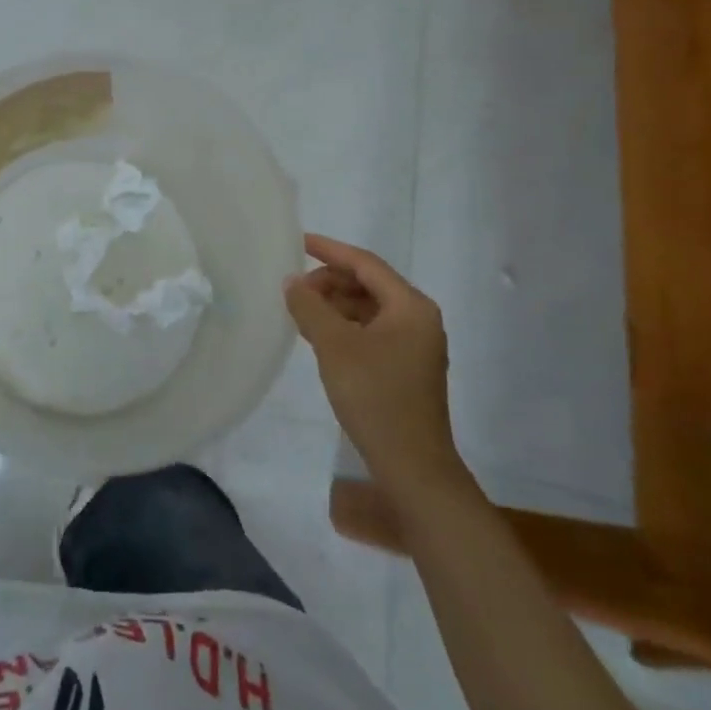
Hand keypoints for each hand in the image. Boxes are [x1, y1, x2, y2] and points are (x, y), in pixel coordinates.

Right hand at [286, 233, 470, 508]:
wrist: (413, 467)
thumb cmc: (376, 396)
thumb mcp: (334, 345)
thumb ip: (310, 306)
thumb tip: (292, 282)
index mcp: (410, 306)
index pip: (365, 264)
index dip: (330, 250)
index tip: (298, 242)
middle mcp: (418, 319)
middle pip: (368, 285)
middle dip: (329, 282)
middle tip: (294, 289)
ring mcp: (415, 346)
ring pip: (368, 309)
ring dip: (334, 305)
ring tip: (300, 312)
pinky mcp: (406, 368)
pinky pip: (371, 331)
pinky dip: (344, 327)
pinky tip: (319, 337)